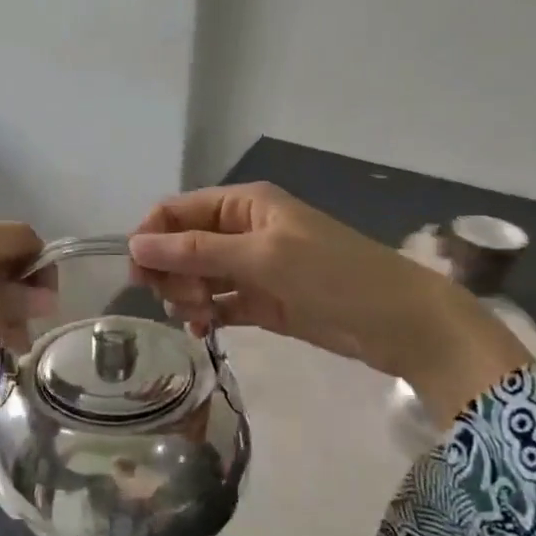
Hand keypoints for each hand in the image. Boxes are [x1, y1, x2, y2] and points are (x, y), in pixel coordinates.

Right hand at [127, 183, 529, 422]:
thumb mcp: (262, 256)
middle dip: (171, 271)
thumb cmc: (333, 274)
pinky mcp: (262, 302)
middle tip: (180, 299)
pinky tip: (203, 331)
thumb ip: (196, 251)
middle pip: (182, 245)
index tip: (138, 271)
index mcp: (243, 204)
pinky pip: (218, 303)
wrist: (400, 323)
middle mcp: (242, 231)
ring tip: (199, 318)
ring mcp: (252, 268)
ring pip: (196, 276)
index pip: (178, 210)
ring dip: (187, 296)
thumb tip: (135, 244)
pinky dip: (206, 315)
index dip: (152, 236)